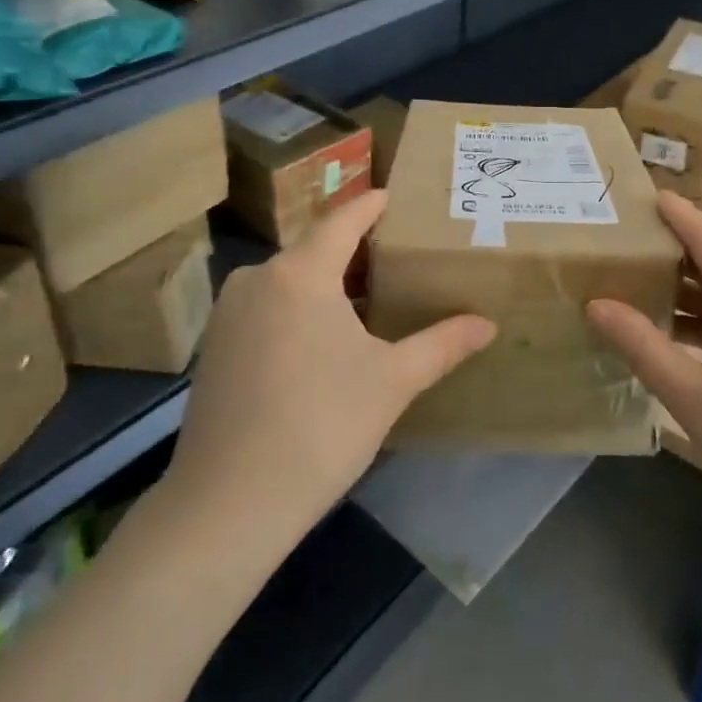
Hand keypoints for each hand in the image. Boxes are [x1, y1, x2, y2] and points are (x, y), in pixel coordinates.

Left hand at [162, 190, 496, 546]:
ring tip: (363, 299)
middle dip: (352, 251)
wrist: (227, 505)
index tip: (391, 196)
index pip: (342, 221)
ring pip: (287, 281)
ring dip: (324, 284)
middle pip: (313, 250)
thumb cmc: (321, 426)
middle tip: (393, 257)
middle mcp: (257, 279)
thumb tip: (488, 324)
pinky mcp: (213, 348)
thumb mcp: (392, 381)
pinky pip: (265, 308)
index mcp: (300, 273)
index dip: (370, 205)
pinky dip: (296, 310)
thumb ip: (442, 344)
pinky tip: (319, 341)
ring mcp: (227, 313)